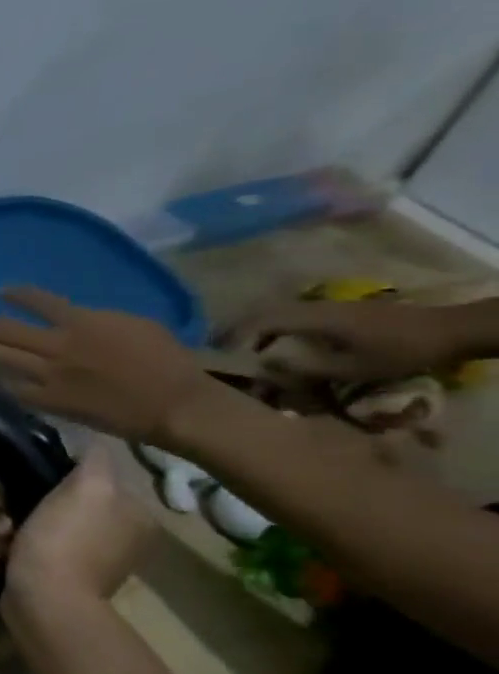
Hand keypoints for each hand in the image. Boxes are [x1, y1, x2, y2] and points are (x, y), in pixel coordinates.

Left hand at [0, 287, 214, 444]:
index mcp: (82, 322)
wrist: (172, 403)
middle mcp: (58, 346)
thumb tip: (71, 319)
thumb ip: (95, 320)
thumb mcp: (133, 324)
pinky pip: (13, 390)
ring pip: (0, 360)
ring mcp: (49, 375)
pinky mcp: (49, 401)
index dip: (16, 295)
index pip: (39, 301)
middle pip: (6, 332)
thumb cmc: (165, 359)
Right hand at [2, 450, 152, 620]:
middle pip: (61, 498)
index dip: (53, 473)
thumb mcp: (89, 486)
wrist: (43, 600)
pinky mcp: (60, 574)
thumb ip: (95, 458)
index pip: (91, 476)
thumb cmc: (64, 540)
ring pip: (40, 520)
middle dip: (28, 500)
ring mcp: (89, 558)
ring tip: (5, 533)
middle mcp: (119, 536)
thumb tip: (91, 443)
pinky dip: (15, 543)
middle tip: (9, 509)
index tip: (28, 479)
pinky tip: (6, 549)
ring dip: (14, 521)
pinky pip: (32, 544)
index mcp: (137, 515)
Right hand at [230, 298, 467, 384]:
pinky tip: (277, 344)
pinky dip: (275, 329)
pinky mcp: (338, 311)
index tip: (221, 356)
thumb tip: (262, 366)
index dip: (236, 338)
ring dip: (256, 330)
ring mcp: (328, 306)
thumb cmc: (400, 352)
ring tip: (244, 351)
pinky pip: (294, 316)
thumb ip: (304, 368)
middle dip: (238, 332)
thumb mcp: (352, 368)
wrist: (451, 330)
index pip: (260, 321)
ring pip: (278, 313)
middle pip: (263, 313)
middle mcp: (316, 306)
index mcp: (315, 318)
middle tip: (221, 354)